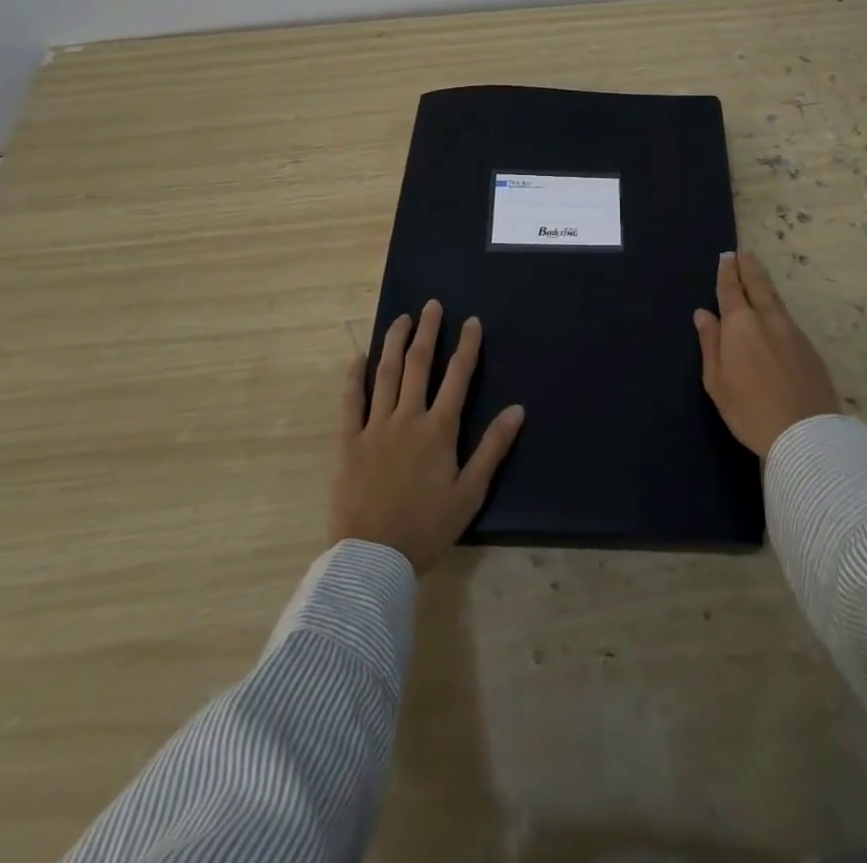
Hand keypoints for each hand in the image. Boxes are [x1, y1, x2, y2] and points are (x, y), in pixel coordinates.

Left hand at [330, 300, 524, 572]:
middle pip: (419, 365)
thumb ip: (492, 447)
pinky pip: (350, 402)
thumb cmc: (427, 528)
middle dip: (428, 332)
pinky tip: (358, 357)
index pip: (457, 377)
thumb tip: (517, 409)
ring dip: (395, 343)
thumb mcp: (470, 492)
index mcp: (439, 430)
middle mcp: (407, 418)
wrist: (372, 560)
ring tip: (402, 318)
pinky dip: (354, 378)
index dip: (467, 346)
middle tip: (433, 305)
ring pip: (386, 375)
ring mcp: (374, 427)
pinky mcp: (348, 442)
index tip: (471, 321)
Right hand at [694, 251, 839, 458]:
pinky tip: (774, 313)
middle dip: (749, 267)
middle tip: (744, 253)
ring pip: (776, 299)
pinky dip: (777, 306)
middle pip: (758, 285)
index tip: (727, 256)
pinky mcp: (809, 348)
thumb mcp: (717, 381)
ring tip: (757, 274)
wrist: (806, 435)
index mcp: (740, 325)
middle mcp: (768, 319)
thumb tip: (703, 314)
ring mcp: (793, 332)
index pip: (731, 290)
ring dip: (764, 283)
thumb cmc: (750, 410)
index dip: (727, 272)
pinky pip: (787, 318)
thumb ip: (710, 344)